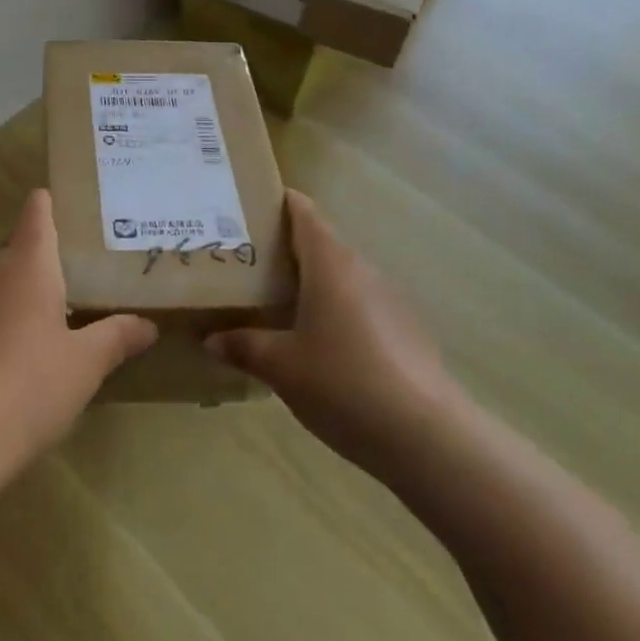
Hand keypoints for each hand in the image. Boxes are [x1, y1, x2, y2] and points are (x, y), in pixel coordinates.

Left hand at [0, 190, 157, 462]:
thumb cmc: (29, 385)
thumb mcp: (85, 365)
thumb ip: (116, 338)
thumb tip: (147, 325)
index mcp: (28, 266)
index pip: (37, 214)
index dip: (48, 205)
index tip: (60, 203)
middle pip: (15, 254)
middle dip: (39, 267)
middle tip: (71, 288)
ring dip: (12, 301)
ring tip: (38, 333)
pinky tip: (1, 366)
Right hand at [206, 191, 454, 479]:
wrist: (427, 437)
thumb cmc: (343, 384)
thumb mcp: (281, 367)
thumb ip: (244, 346)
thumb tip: (212, 338)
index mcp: (330, 263)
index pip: (302, 212)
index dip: (276, 203)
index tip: (246, 208)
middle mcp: (362, 269)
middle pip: (319, 243)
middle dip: (284, 249)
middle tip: (245, 266)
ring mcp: (390, 299)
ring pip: (340, 276)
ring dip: (310, 283)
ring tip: (275, 305)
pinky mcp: (406, 330)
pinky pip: (360, 305)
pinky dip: (334, 310)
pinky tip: (318, 345)